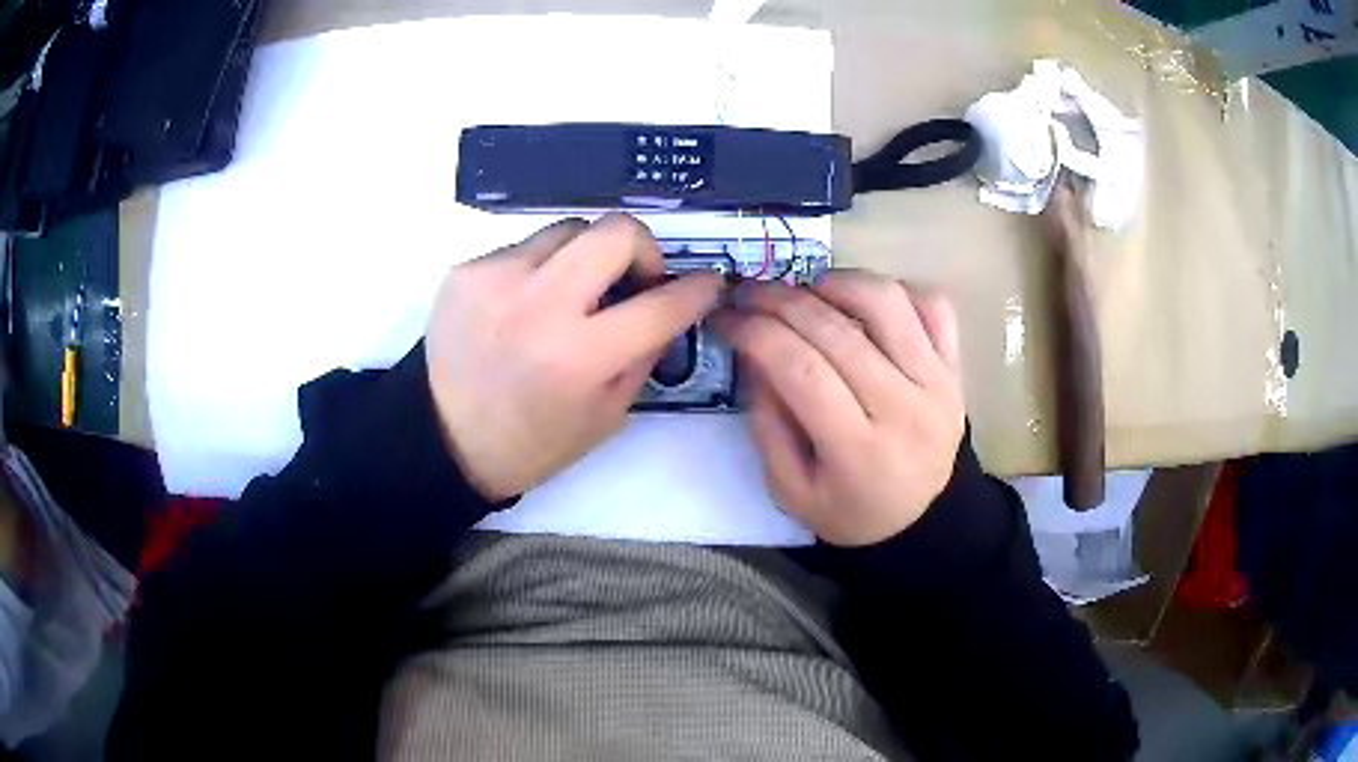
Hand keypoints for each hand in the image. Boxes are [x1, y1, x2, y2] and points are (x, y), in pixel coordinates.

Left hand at [425, 213, 722, 500]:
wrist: (443, 438)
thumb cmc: (532, 440)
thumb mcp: (606, 414)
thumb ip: (644, 353)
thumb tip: (667, 305)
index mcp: (580, 357)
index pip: (661, 304)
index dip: (697, 289)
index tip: (708, 282)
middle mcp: (539, 305)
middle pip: (617, 231)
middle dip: (643, 249)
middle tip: (636, 278)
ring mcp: (497, 279)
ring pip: (570, 230)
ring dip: (586, 257)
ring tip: (572, 294)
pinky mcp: (467, 270)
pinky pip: (525, 248)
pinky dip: (541, 270)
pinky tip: (525, 306)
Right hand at [715, 272, 964, 546]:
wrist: (926, 518)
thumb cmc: (852, 511)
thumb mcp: (791, 491)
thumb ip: (767, 426)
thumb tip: (754, 355)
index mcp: (858, 450)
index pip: (801, 370)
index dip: (756, 333)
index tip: (726, 320)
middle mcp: (904, 408)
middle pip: (837, 330)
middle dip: (781, 301)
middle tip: (749, 294)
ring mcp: (938, 381)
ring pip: (887, 302)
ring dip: (837, 282)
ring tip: (807, 290)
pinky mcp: (955, 366)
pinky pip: (932, 305)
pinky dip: (895, 289)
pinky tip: (863, 303)